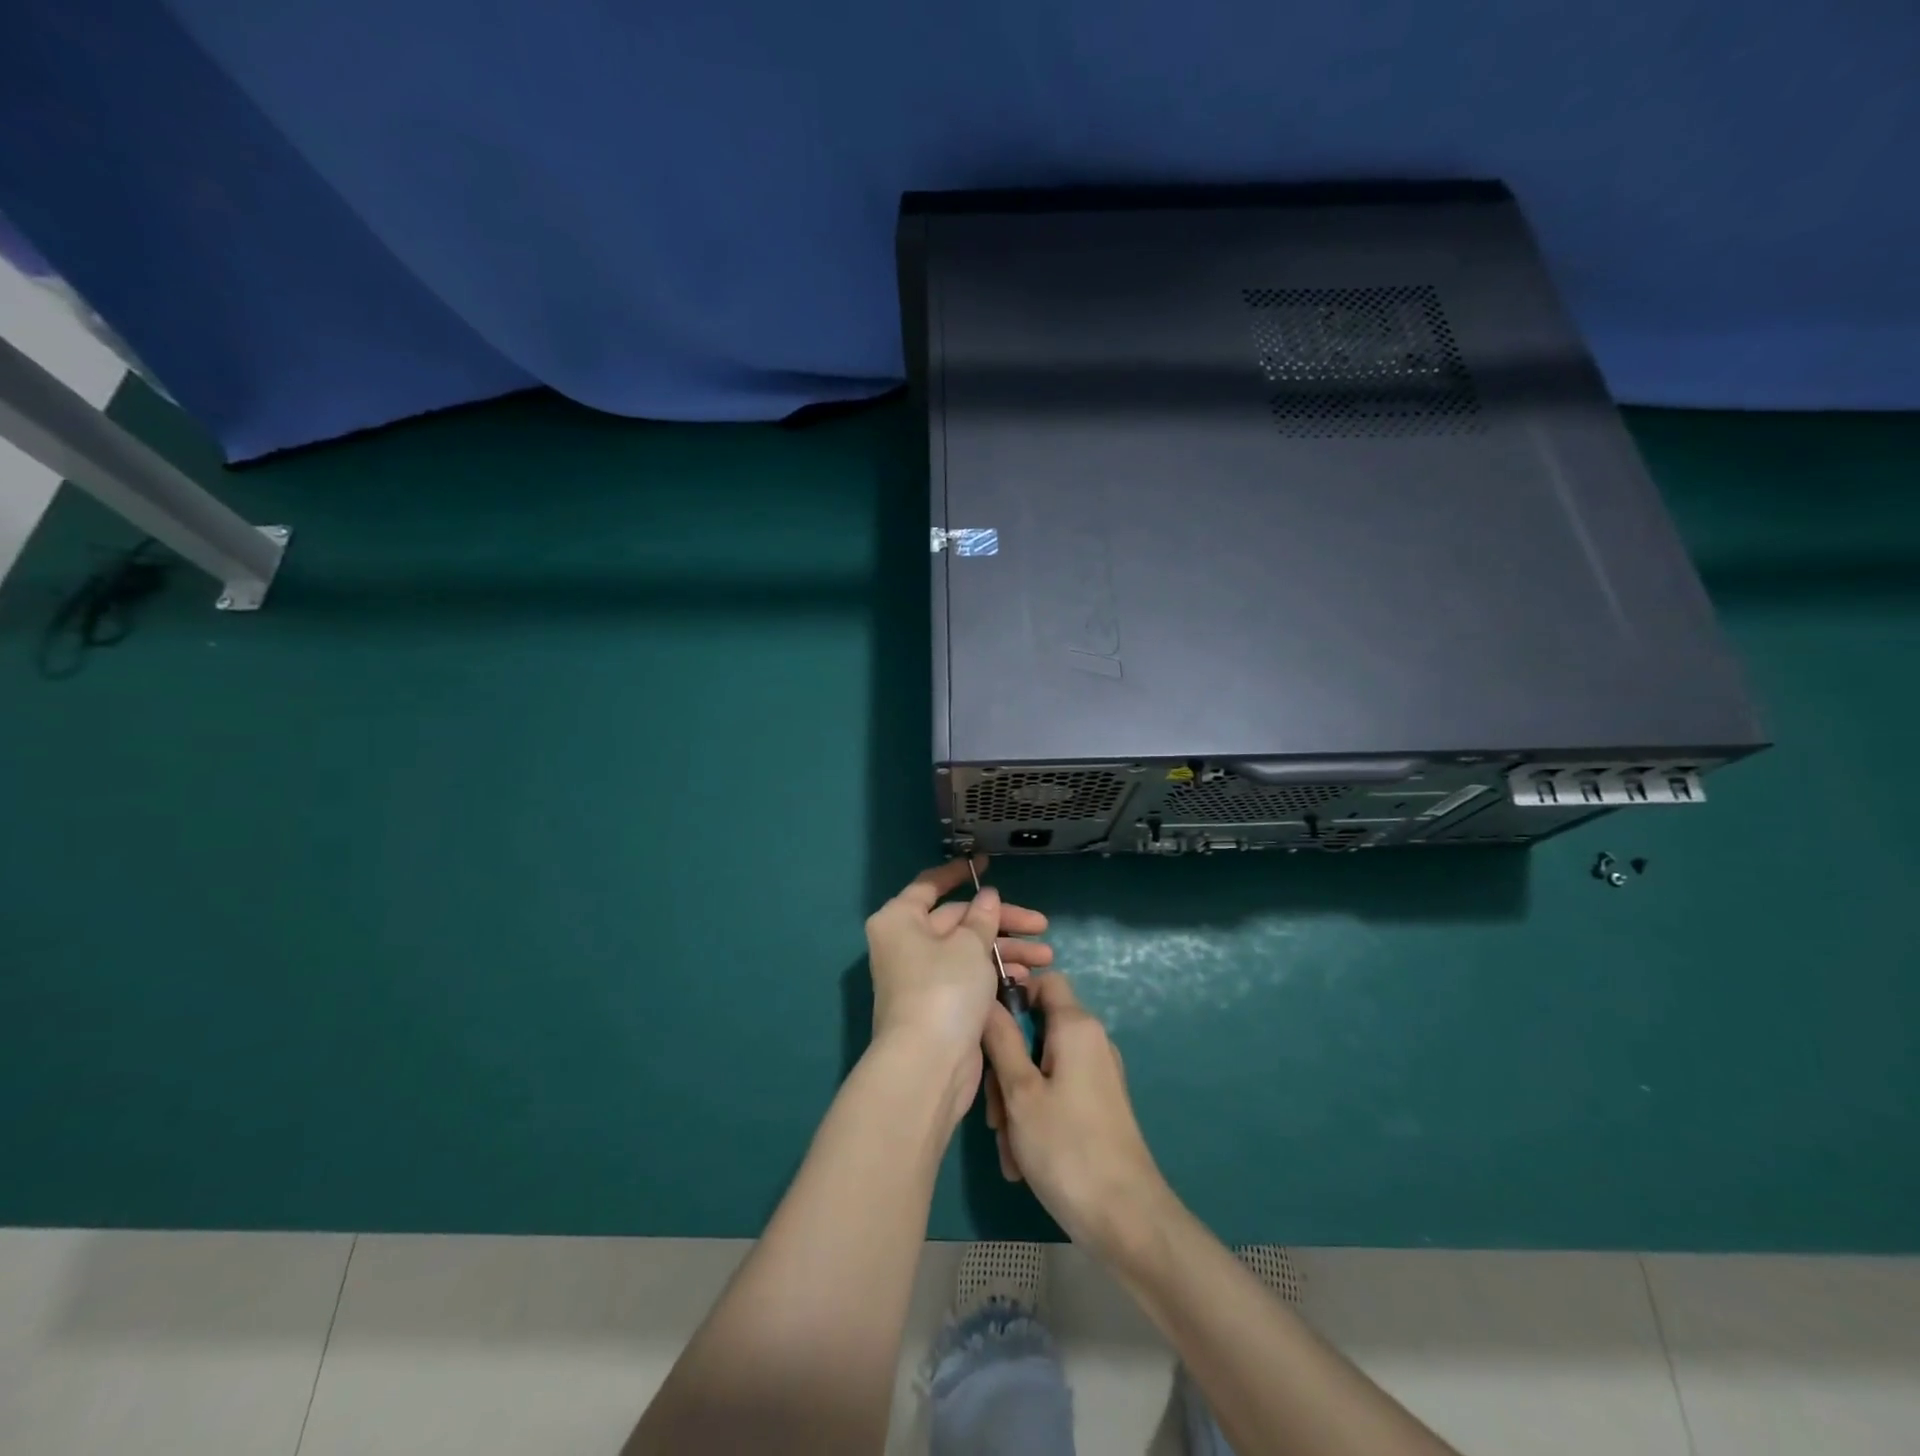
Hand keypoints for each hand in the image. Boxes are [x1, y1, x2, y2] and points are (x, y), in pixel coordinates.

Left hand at [866, 857, 1051, 1123]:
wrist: (928, 1066)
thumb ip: (982, 917)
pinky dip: (996, 975)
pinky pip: (971, 977)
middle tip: (1041, 925)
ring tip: (1045, 958)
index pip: (930, 885)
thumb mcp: (969, 945)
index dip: (959, 872)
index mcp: (901, 920)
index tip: (986, 863)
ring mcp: (923, 976)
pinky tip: (1027, 980)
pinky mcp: (941, 1004)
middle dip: (1002, 923)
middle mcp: (907, 943)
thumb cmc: (944, 989)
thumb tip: (986, 896)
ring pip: (969, 950)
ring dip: (1007, 951)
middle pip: (959, 920)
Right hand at [982, 972, 1173, 1253]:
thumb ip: (1001, 1040)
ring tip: (1008, 1146)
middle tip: (992, 1111)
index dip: (1012, 993)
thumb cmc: (1067, 1148)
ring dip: (1016, 1101)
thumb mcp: (1020, 1092)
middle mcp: (1091, 1042)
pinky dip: (1036, 1117)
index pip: (1045, 981)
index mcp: (1077, 1027)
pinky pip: (1056, 1093)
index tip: (984, 1026)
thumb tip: (986, 999)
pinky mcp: (1098, 1105)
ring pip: (1041, 1068)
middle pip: (1037, 1030)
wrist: (1127, 1220)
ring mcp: (1097, 1075)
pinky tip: (1022, 1160)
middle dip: (1006, 1065)